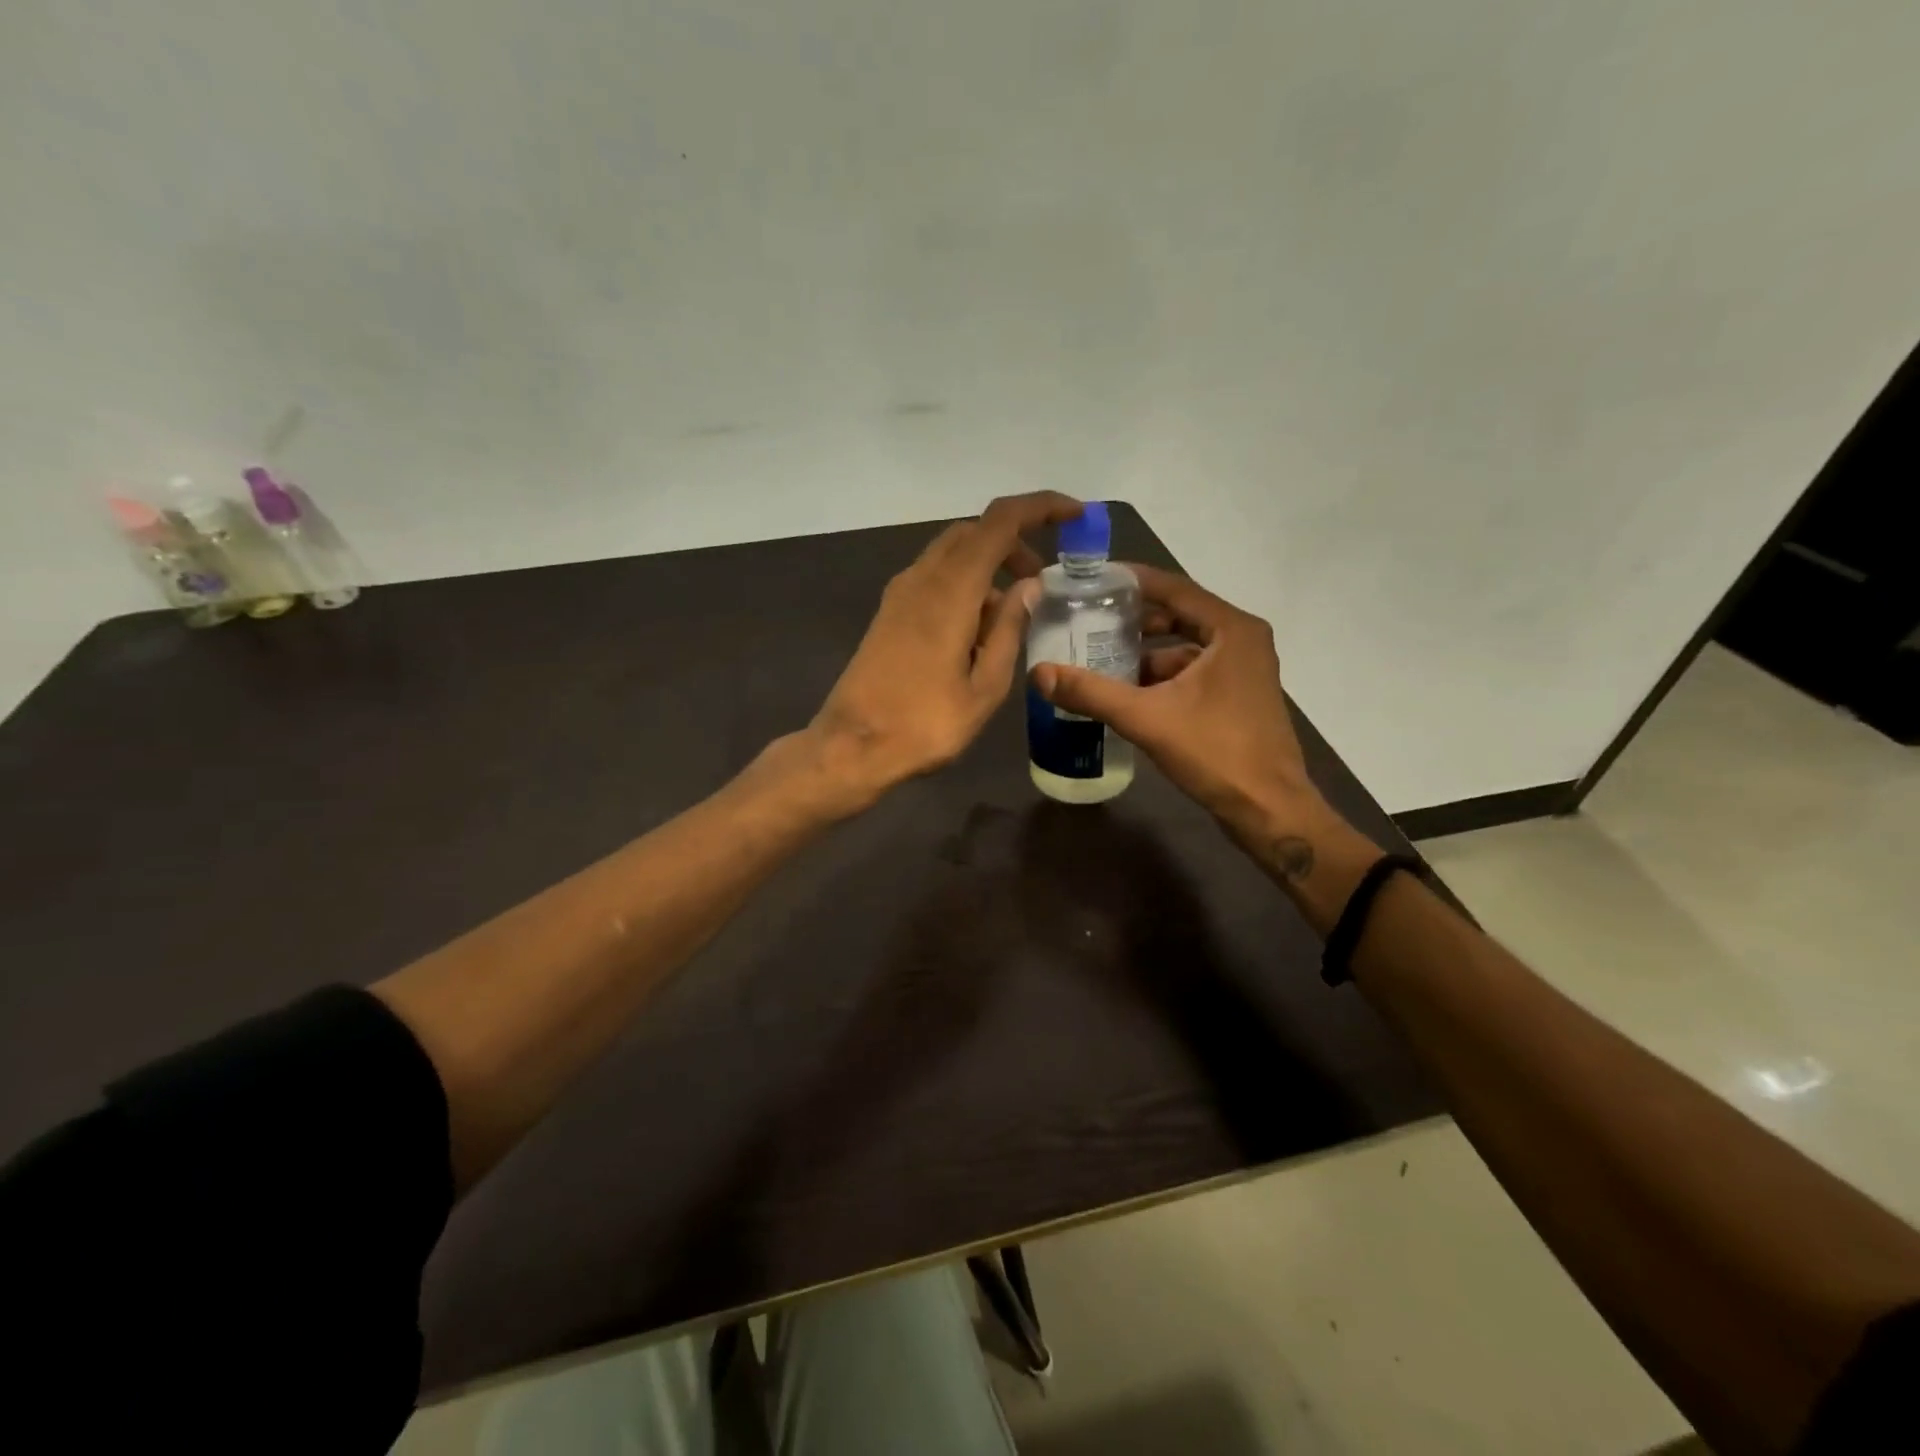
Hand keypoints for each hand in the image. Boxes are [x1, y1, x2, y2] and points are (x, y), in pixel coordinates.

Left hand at [807, 492, 1084, 811]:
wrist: (853, 746)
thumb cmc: (926, 723)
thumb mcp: (986, 685)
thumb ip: (1009, 628)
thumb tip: (1029, 586)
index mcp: (951, 589)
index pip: (1000, 522)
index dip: (1041, 507)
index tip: (1075, 514)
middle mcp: (922, 578)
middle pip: (974, 532)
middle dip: (1014, 542)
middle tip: (1042, 578)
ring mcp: (900, 594)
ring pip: (952, 553)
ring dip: (988, 564)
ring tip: (1014, 612)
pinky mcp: (889, 613)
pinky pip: (935, 577)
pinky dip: (965, 583)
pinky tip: (978, 629)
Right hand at [1028, 565, 1330, 844]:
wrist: (1269, 809)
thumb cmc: (1216, 753)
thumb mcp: (1147, 719)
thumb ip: (1092, 693)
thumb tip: (1038, 673)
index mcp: (1231, 630)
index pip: (1174, 588)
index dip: (1131, 581)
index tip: (1092, 579)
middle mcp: (1242, 640)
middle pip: (1178, 615)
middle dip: (1133, 620)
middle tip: (1088, 620)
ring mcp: (1243, 670)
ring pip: (1184, 648)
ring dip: (1144, 653)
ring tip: (1099, 659)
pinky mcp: (1238, 697)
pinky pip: (1192, 672)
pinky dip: (1161, 678)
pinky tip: (1127, 693)